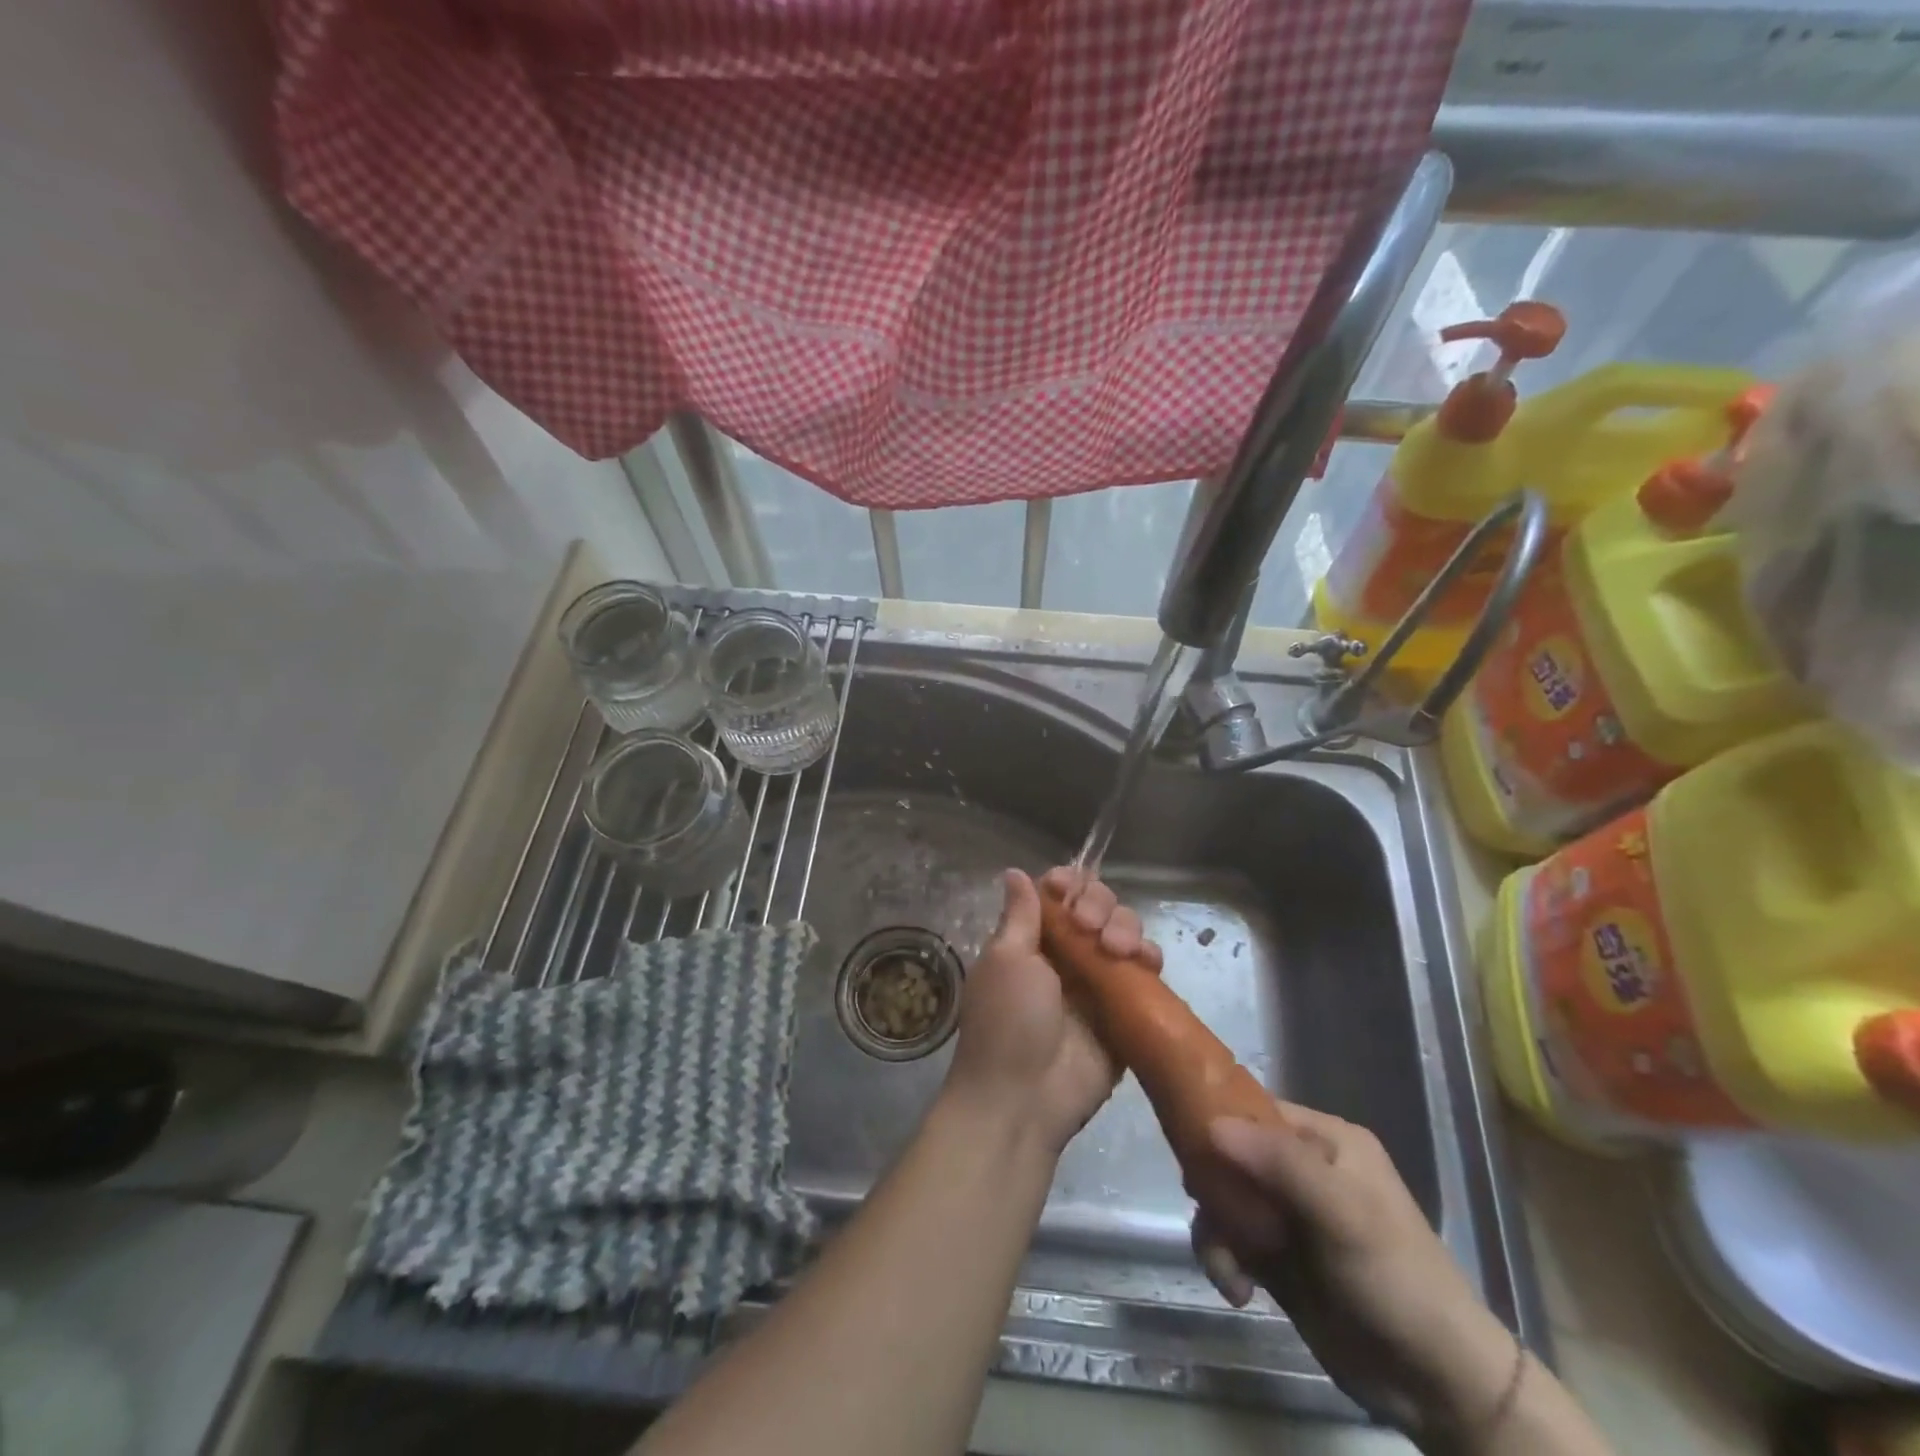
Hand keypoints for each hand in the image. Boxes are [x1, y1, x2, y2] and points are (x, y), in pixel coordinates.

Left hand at [943, 867, 1159, 1154]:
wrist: (1023, 1099)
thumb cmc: (1006, 1021)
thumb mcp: (1006, 960)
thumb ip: (1020, 915)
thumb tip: (1015, 872)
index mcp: (1032, 939)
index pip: (1059, 894)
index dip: (1069, 884)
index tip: (1068, 890)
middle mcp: (1066, 954)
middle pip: (1097, 907)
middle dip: (1100, 905)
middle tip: (1089, 928)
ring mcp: (1098, 982)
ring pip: (1124, 934)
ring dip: (1125, 928)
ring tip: (1116, 949)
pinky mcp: (1125, 1010)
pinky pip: (1145, 973)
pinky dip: (1149, 959)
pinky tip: (1145, 962)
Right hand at [1190, 1106, 1520, 1437]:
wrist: (1438, 1386)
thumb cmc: (1396, 1279)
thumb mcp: (1342, 1214)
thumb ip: (1279, 1164)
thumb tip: (1211, 1124)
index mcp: (1326, 1140)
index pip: (1256, 1109)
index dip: (1217, 1117)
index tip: (1185, 1142)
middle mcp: (1304, 1169)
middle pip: (1232, 1155)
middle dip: (1212, 1186)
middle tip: (1204, 1210)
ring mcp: (1290, 1216)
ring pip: (1226, 1200)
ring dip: (1216, 1232)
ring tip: (1226, 1269)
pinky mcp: (1279, 1260)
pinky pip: (1231, 1241)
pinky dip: (1225, 1261)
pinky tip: (1237, 1291)